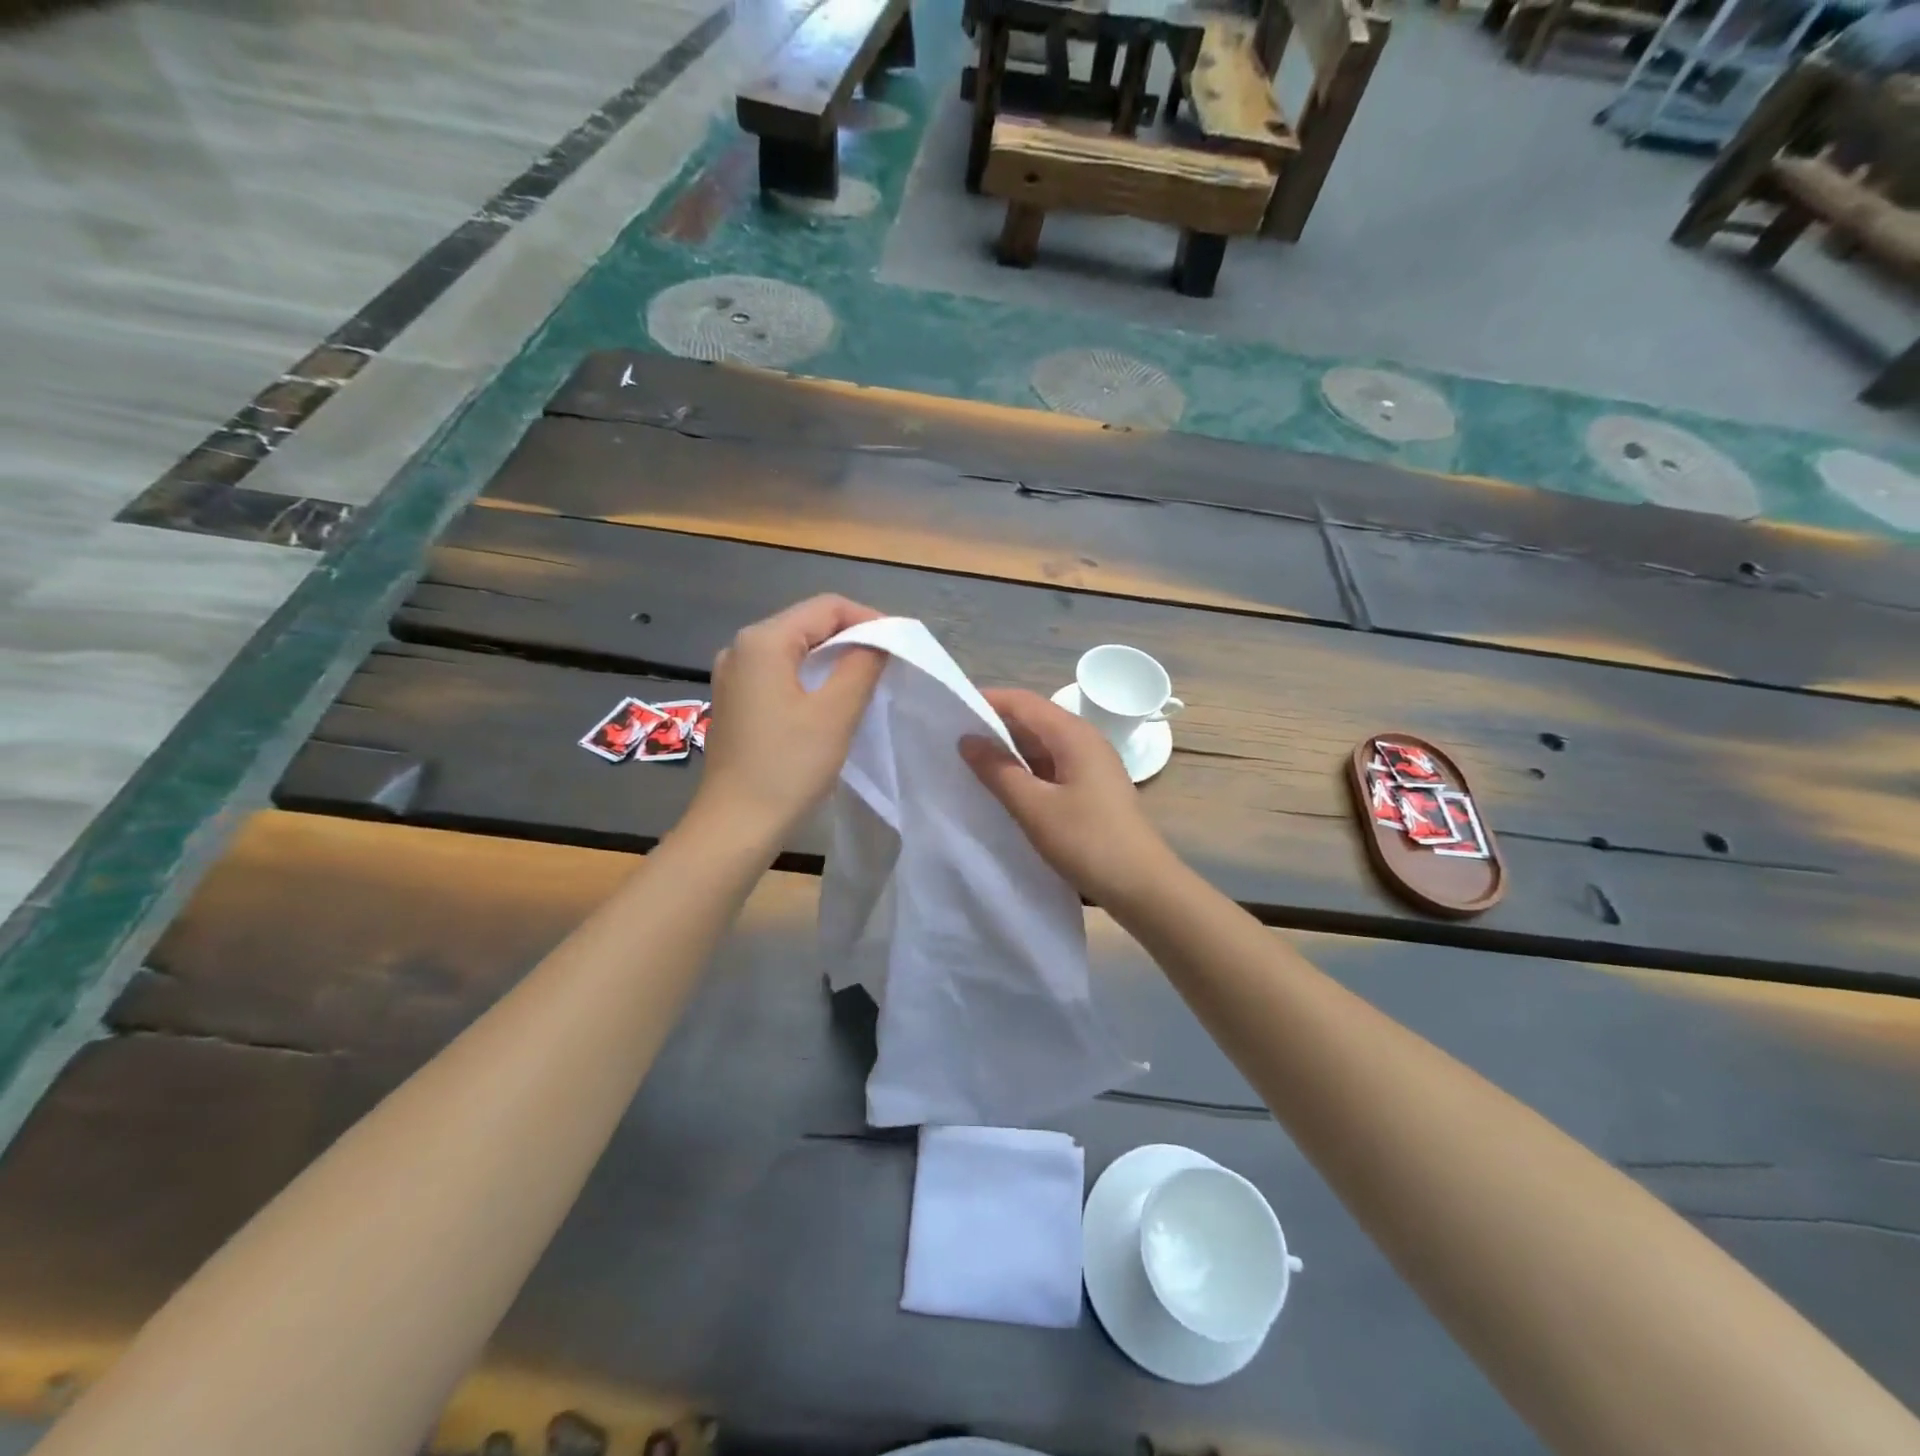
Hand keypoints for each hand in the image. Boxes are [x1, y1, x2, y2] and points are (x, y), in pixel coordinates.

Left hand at [692, 595, 887, 843]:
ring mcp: (733, 675)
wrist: (735, 825)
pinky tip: (832, 700)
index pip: (826, 607)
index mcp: (763, 640)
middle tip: (889, 663)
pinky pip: (780, 673)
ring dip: (833, 659)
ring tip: (867, 680)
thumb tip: (878, 642)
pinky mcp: (735, 701)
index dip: (869, 619)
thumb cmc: (788, 767)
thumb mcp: (835, 713)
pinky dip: (811, 677)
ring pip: (795, 650)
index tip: (900, 645)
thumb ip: (861, 666)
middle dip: (852, 638)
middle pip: (808, 624)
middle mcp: (741, 648)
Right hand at [960, 687, 1173, 906]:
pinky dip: (1024, 770)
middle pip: (1032, 719)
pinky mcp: (1091, 787)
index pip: (1022, 702)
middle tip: (951, 739)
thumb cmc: (1088, 842)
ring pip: (1040, 745)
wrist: (1142, 886)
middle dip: (993, 726)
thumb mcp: (1034, 808)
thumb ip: (998, 771)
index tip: (948, 710)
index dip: (986, 701)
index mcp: (1073, 734)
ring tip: (968, 763)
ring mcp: (1090, 764)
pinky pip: (1050, 766)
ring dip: (1007, 751)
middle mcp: (1084, 740)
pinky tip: (1002, 787)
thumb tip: (967, 739)